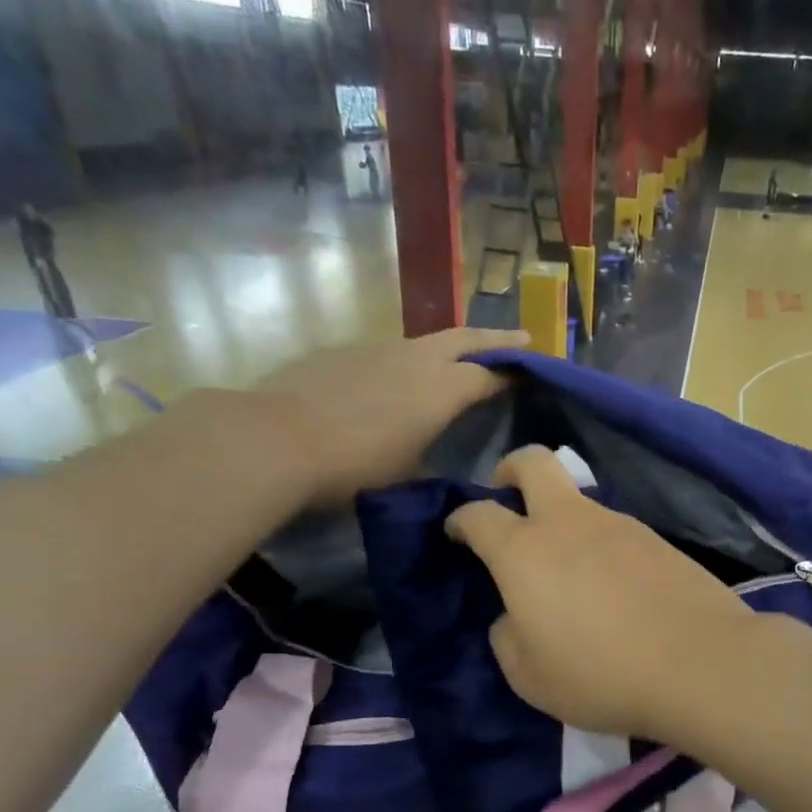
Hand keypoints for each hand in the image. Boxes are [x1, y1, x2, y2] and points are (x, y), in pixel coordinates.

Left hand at [256, 329, 510, 503]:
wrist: (276, 439)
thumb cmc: (356, 465)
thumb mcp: (408, 473)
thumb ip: (433, 455)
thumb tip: (440, 452)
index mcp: (443, 389)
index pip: (491, 375)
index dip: (515, 374)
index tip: (535, 374)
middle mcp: (417, 358)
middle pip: (466, 339)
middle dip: (497, 338)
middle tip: (522, 338)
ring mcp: (377, 348)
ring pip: (425, 342)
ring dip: (448, 349)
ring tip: (456, 363)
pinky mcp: (343, 351)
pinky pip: (388, 352)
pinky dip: (405, 361)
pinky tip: (394, 382)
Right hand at [445, 447, 763, 740]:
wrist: (700, 664)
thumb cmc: (601, 675)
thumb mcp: (530, 677)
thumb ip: (508, 638)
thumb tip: (513, 615)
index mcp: (524, 552)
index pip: (479, 515)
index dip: (460, 520)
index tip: (457, 533)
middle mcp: (569, 524)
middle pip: (534, 464)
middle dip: (510, 469)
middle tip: (506, 494)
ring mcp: (619, 525)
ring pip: (579, 500)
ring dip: (562, 517)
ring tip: (569, 568)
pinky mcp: (657, 539)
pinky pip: (615, 530)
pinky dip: (600, 544)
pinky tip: (612, 584)